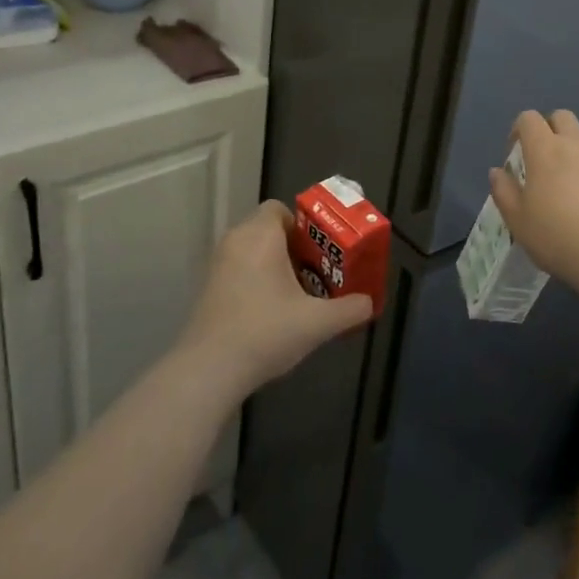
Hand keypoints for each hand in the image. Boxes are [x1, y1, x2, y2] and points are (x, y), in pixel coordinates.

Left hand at [178, 201, 374, 400]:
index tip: (320, 251)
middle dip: (295, 248)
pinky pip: (240, 271)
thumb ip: (349, 309)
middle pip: (269, 230)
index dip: (303, 225)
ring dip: (277, 267)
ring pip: (254, 252)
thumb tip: (368, 303)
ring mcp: (218, 266)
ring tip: (300, 295)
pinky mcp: (209, 289)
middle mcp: (235, 242)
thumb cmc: (266, 332)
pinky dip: (258, 281)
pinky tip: (274, 313)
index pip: (280, 208)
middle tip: (319, 273)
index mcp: (259, 235)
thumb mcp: (318, 322)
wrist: (209, 370)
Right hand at [489, 109, 578, 298]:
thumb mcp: (518, 221)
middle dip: (549, 130)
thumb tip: (498, 172)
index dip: (519, 130)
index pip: (529, 119)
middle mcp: (578, 147)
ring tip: (571, 198)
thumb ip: (504, 191)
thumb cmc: (559, 238)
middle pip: (562, 117)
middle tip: (542, 163)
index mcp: (546, 152)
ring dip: (574, 159)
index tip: (515, 154)